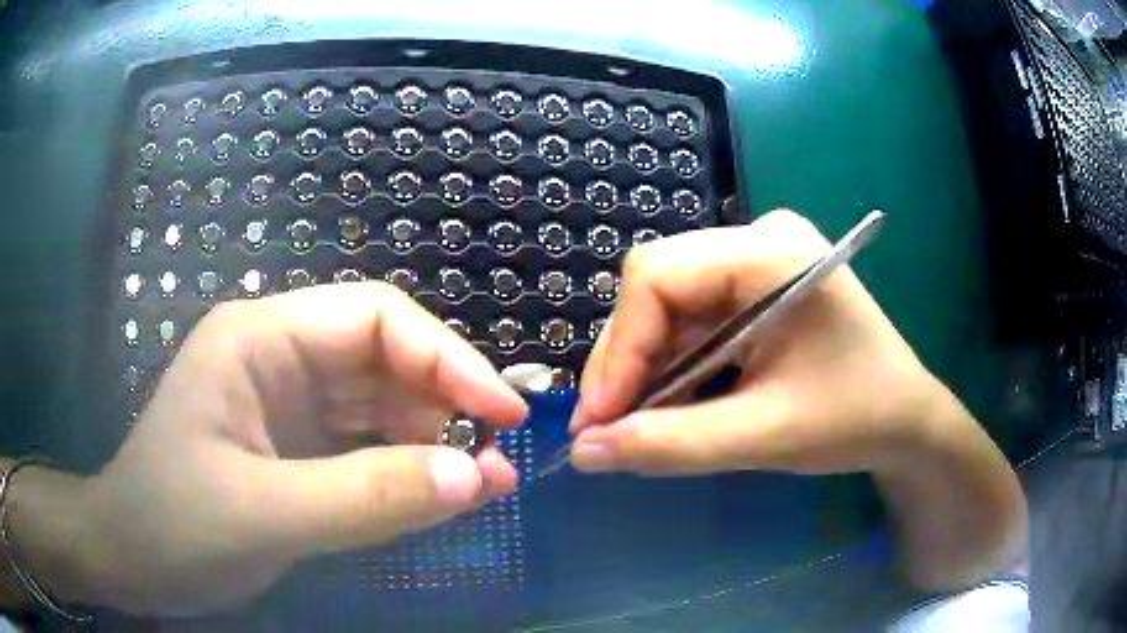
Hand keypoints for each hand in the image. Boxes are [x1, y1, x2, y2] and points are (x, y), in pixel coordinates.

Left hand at [32, 283, 527, 615]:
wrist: (131, 559)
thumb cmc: (174, 525)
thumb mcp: (264, 515)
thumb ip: (367, 498)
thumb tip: (475, 478)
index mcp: (259, 339)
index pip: (373, 317)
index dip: (446, 357)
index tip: (504, 412)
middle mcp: (277, 357)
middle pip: (382, 358)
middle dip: (445, 403)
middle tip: (497, 461)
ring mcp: (285, 405)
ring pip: (378, 405)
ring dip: (430, 441)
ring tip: (478, 485)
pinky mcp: (292, 448)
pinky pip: (363, 446)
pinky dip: (403, 469)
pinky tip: (431, 494)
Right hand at [569, 209, 955, 475]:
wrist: (906, 419)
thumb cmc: (855, 419)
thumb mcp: (764, 436)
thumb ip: (671, 444)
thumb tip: (584, 452)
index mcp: (772, 251)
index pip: (658, 276)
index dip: (618, 347)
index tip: (598, 420)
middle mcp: (758, 239)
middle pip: (657, 288)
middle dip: (627, 362)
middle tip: (604, 431)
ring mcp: (756, 260)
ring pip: (668, 309)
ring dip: (646, 371)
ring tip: (632, 427)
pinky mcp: (755, 288)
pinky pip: (692, 321)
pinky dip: (672, 368)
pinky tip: (669, 406)